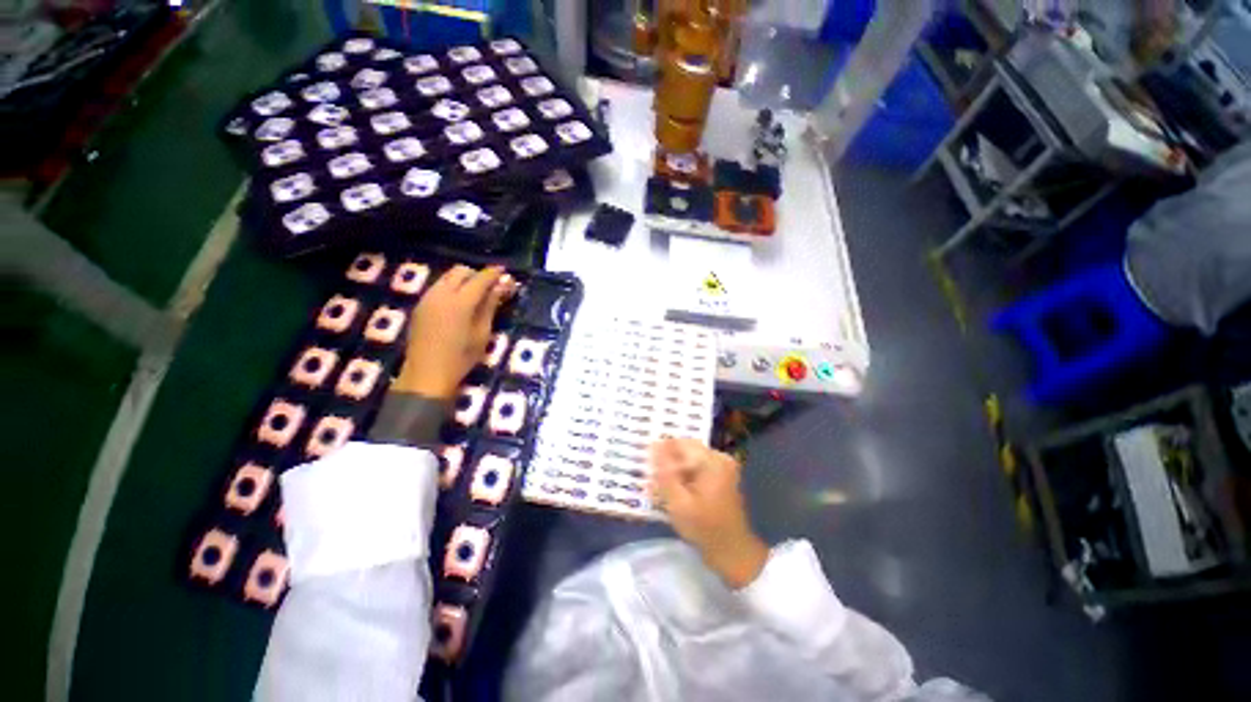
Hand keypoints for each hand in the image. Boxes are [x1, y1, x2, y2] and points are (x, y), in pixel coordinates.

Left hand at [393, 265, 515, 399]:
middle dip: (477, 274)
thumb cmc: (462, 357)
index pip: (480, 279)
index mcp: (460, 302)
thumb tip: (503, 286)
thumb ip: (491, 306)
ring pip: (447, 277)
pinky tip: (459, 303)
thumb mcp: (482, 332)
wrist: (427, 374)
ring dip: (463, 280)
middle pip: (460, 271)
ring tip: (476, 294)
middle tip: (491, 286)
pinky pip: (438, 287)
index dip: (493, 273)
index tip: (505, 271)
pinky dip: (451, 287)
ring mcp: (427, 299)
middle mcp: (441, 294)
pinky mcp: (420, 306)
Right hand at [649, 438, 768, 588]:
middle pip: (685, 448)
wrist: (733, 550)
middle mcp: (719, 456)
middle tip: (655, 480)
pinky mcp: (722, 473)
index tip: (650, 471)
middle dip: (669, 462)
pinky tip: (678, 491)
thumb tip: (654, 446)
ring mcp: (722, 464)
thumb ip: (665, 473)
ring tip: (665, 488)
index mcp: (711, 460)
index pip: (678, 443)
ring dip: (676, 469)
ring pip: (689, 457)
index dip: (661, 454)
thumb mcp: (678, 503)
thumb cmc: (704, 529)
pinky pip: (697, 464)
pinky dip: (685, 474)